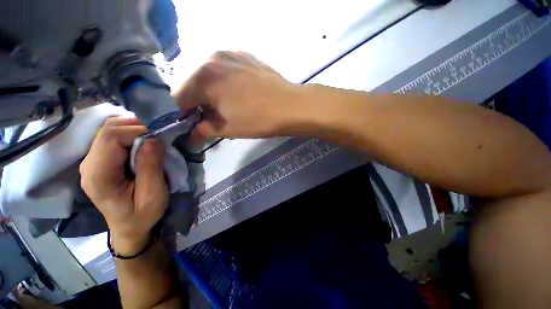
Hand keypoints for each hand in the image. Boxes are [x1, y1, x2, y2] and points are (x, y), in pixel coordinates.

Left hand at [80, 117, 167, 254]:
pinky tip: (142, 142)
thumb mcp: (153, 194)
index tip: (159, 138)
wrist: (129, 227)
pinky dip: (129, 134)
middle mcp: (88, 164)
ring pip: (109, 130)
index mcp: (98, 175)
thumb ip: (151, 166)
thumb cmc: (142, 215)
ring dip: (133, 129)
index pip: (110, 137)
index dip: (137, 131)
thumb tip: (153, 139)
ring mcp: (91, 161)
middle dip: (136, 127)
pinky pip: (112, 137)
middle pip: (108, 130)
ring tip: (152, 139)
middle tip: (158, 138)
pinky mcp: (99, 160)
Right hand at [175, 51, 303, 138]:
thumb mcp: (229, 129)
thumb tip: (194, 131)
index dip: (180, 114)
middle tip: (207, 117)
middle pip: (193, 84)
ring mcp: (230, 53)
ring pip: (209, 75)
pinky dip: (224, 82)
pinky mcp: (245, 55)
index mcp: (203, 77)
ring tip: (223, 106)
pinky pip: (225, 69)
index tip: (188, 124)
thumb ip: (206, 129)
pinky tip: (236, 93)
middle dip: (196, 102)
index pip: (178, 97)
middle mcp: (212, 58)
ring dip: (210, 91)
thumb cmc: (258, 120)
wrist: (290, 106)